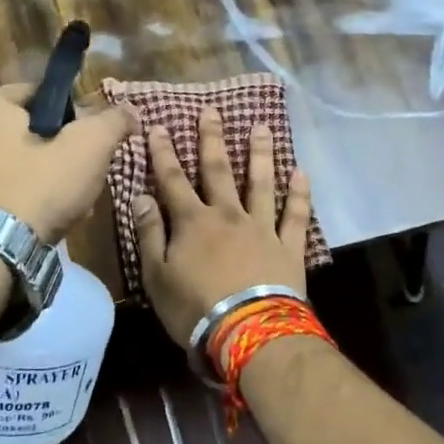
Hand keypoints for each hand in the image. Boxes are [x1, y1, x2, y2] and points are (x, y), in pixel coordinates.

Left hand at [0, 83, 137, 244]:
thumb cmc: (37, 188)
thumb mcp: (88, 148)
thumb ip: (112, 122)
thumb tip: (129, 110)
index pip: (44, 94)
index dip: (76, 114)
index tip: (93, 141)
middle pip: (32, 129)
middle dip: (63, 151)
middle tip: (86, 175)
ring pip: (19, 160)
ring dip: (48, 176)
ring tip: (72, 204)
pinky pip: (1, 186)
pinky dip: (24, 196)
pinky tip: (45, 219)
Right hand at [131, 107, 313, 345]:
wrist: (249, 333)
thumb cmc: (194, 309)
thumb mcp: (157, 276)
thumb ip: (150, 234)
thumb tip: (141, 196)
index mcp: (193, 222)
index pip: (173, 180)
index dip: (164, 153)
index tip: (159, 126)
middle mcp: (227, 215)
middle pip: (218, 170)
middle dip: (212, 139)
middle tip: (212, 110)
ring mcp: (261, 228)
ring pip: (261, 183)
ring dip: (260, 154)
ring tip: (262, 127)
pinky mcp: (288, 247)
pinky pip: (295, 215)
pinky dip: (299, 193)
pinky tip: (301, 172)